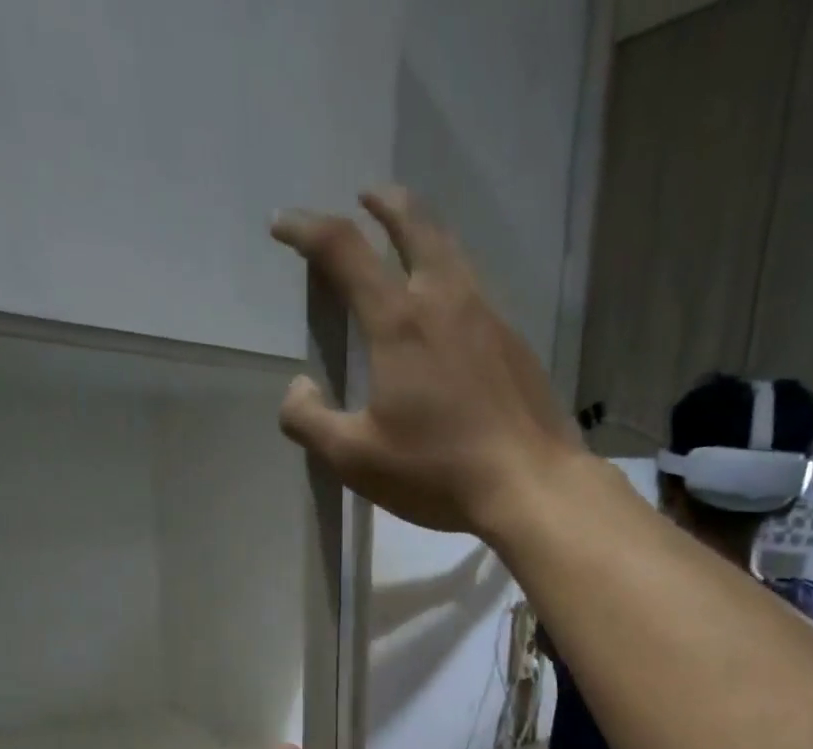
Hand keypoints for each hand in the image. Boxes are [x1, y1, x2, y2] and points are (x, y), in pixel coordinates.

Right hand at [270, 186, 581, 536]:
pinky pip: (479, 298)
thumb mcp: (355, 459)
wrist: (530, 486)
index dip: (306, 229)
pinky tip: (452, 323)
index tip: (283, 225)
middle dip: (385, 204)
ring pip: (455, 256)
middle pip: (416, 225)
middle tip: (368, 197)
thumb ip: (310, 422)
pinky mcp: (518, 348)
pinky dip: (455, 287)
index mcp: (400, 322)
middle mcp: (447, 303)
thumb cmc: (438, 472)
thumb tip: (298, 389)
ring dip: (426, 237)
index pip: (343, 250)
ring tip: (411, 248)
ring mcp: (491, 321)